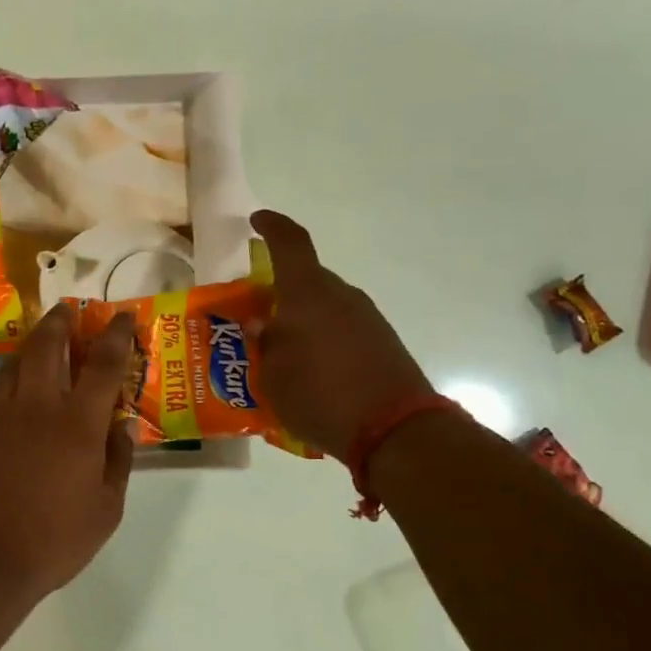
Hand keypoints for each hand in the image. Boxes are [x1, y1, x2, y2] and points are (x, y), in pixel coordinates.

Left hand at [0, 304, 136, 602]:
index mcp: (76, 424)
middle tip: (68, 310)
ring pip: (14, 366)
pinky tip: (21, 404)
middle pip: (45, 347)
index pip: (102, 365)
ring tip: (42, 344)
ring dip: (31, 347)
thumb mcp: (105, 509)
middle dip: (59, 322)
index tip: (122, 315)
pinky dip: (14, 387)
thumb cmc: (54, 541)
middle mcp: (36, 409)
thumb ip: (117, 462)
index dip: (116, 335)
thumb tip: (122, 428)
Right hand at [248, 209, 432, 461]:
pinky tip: (311, 372)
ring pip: (324, 306)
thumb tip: (261, 325)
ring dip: (301, 320)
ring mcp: (366, 317)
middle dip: (279, 294)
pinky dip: (322, 339)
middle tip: (256, 319)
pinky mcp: (382, 341)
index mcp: (307, 294)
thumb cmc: (320, 396)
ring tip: (280, 354)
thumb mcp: (271, 376)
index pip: (290, 243)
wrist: (394, 429)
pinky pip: (342, 328)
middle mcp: (340, 296)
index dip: (271, 227)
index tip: (256, 221)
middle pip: (305, 280)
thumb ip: (263, 344)